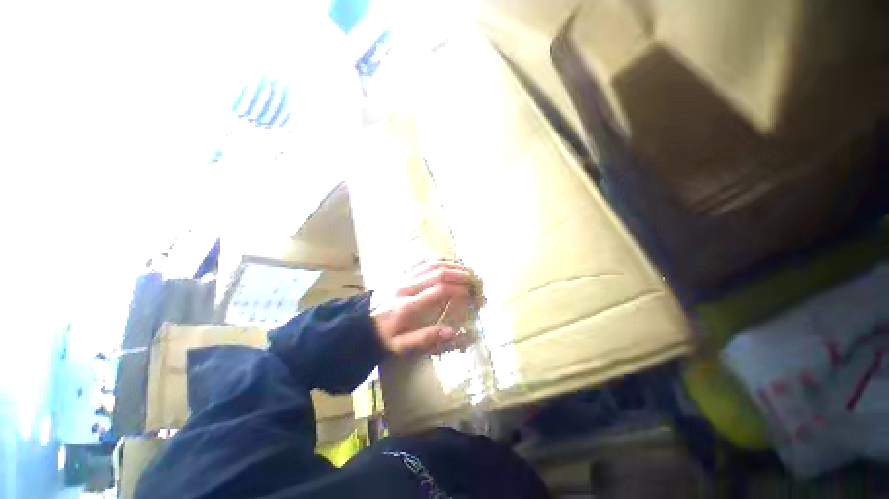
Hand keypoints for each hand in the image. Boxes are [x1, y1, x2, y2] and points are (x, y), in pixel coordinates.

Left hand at [372, 261, 471, 355]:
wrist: (362, 323)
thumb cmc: (385, 335)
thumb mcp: (402, 345)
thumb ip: (427, 338)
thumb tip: (453, 332)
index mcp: (407, 305)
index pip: (438, 290)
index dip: (457, 290)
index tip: (471, 295)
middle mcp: (407, 287)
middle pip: (437, 273)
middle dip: (459, 274)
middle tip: (474, 280)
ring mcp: (404, 277)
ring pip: (431, 265)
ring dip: (451, 265)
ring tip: (467, 270)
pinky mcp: (402, 274)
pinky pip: (423, 263)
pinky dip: (439, 262)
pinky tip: (449, 265)